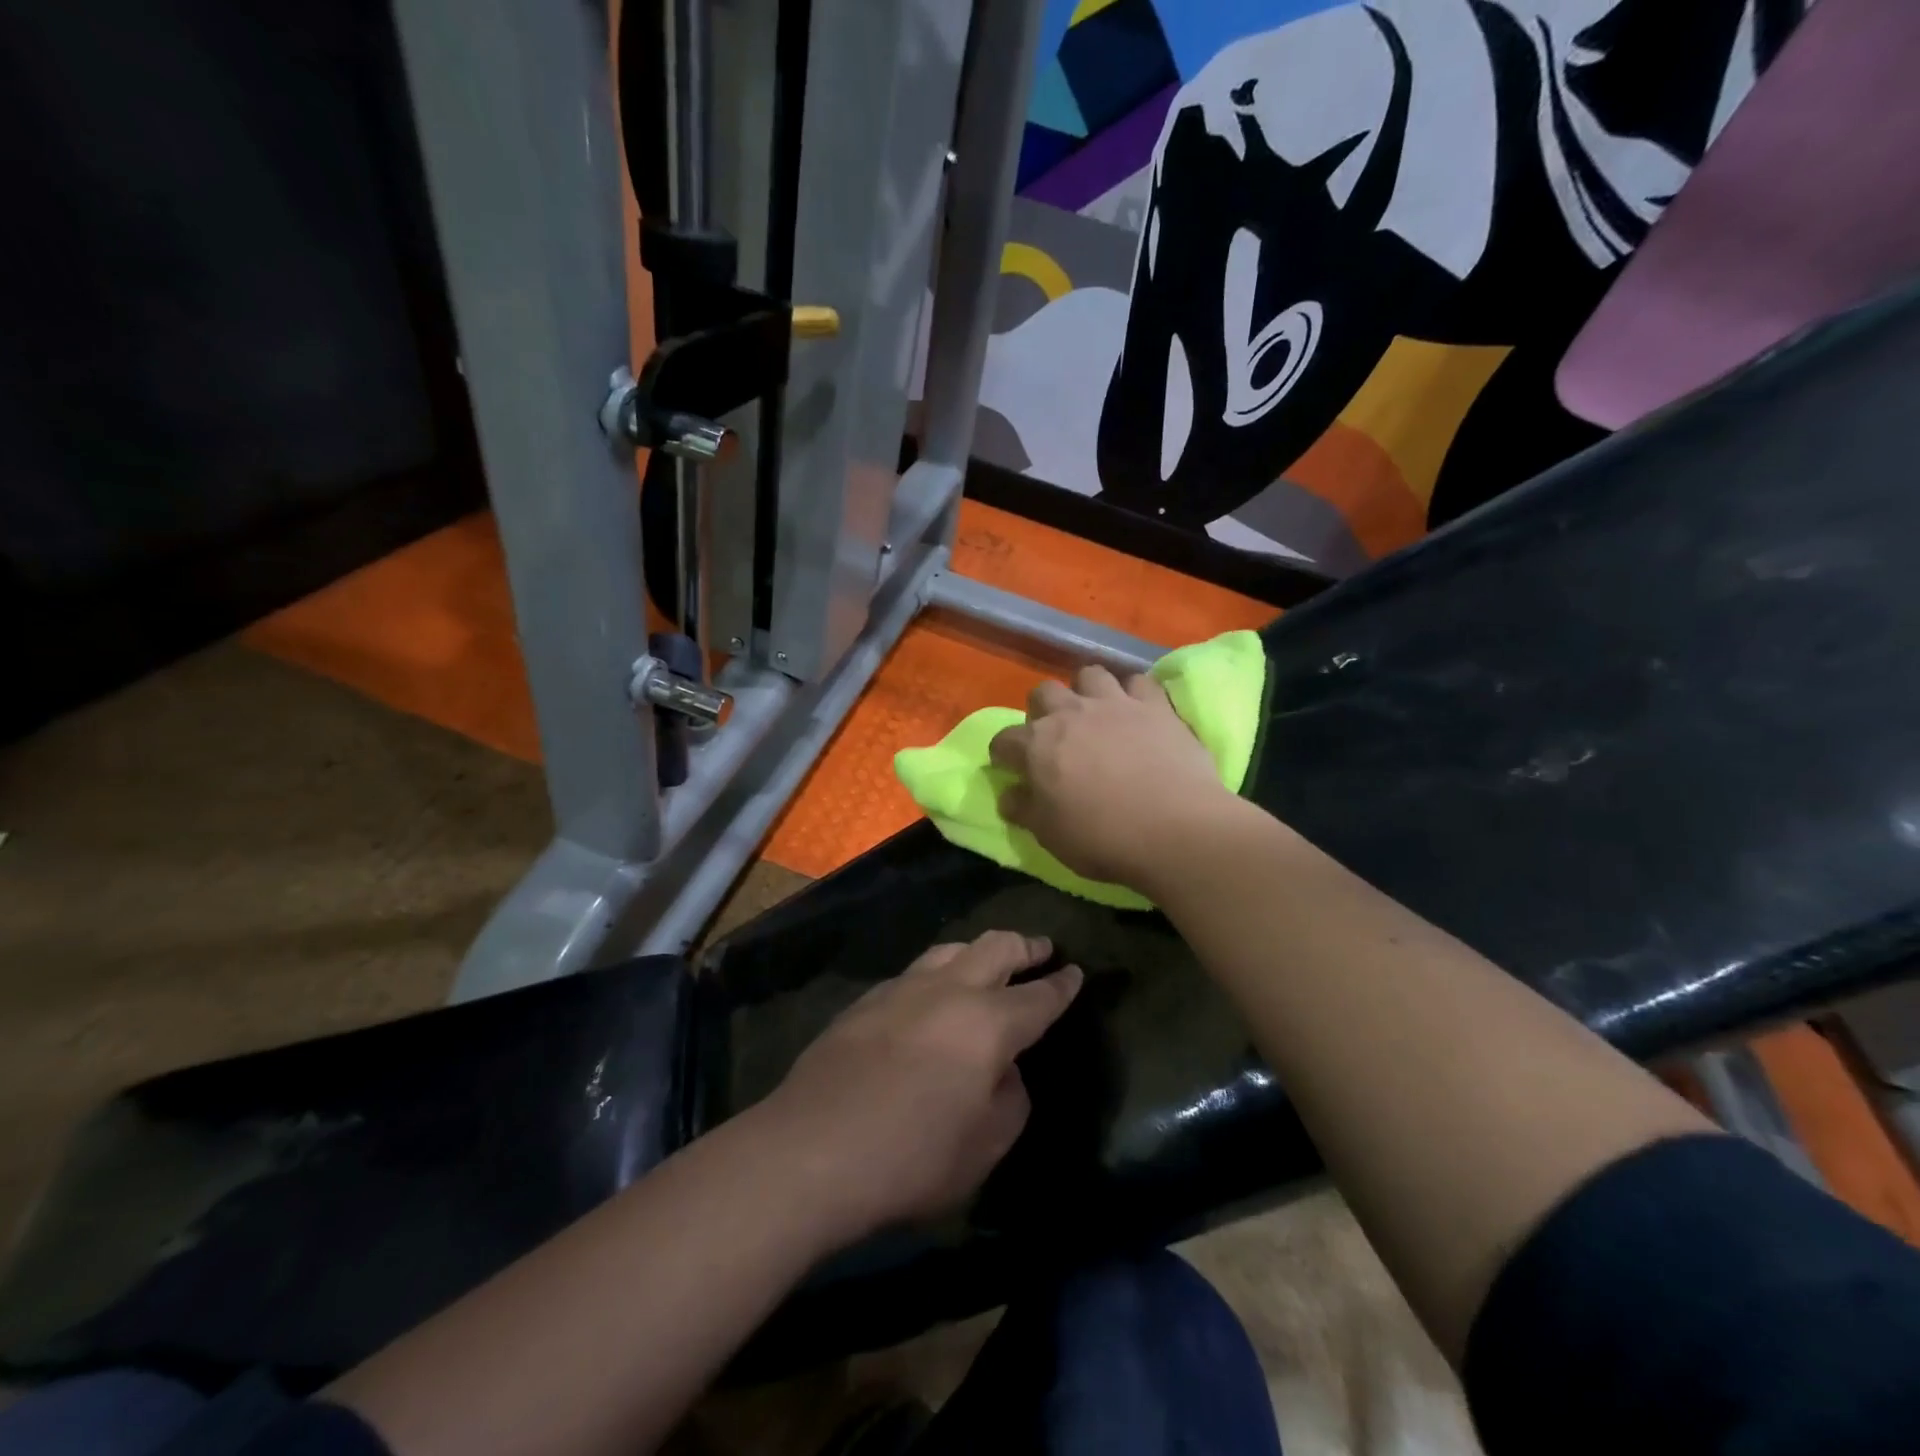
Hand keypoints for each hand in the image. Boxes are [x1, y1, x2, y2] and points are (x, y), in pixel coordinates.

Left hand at [763, 931, 1082, 1242]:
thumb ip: (1009, 1101)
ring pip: (952, 949)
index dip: (1062, 985)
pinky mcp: (867, 999)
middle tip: (1042, 949)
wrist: (811, 1148)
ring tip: (988, 963)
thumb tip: (1005, 1072)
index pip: (1039, 997)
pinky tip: (932, 995)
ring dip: (979, 952)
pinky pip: (916, 972)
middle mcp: (950, 990)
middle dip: (1025, 946)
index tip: (1076, 973)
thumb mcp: (984, 1148)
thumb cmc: (911, 1158)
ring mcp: (903, 988)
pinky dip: (939, 973)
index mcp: (988, 1024)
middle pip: (996, 948)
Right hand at [989, 665, 1239, 891]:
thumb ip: (1025, 809)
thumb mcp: (1049, 835)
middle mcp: (1070, 713)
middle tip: (1055, 737)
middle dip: (1042, 711)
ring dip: (1086, 691)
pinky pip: (1139, 682)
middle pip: (1044, 693)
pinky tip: (1138, 712)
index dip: (1004, 755)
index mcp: (1036, 745)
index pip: (1004, 740)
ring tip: (1096, 715)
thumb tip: (1009, 795)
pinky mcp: (1156, 706)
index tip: (1012, 769)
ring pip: (1090, 674)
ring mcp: (1115, 704)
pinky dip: (1134, 694)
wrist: (1175, 829)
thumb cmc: (1102, 838)